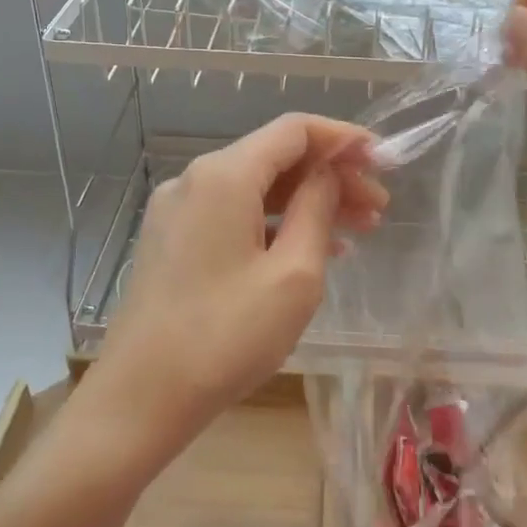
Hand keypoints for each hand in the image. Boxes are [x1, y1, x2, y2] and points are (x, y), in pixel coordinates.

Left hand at [80, 114, 385, 477]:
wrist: (141, 397)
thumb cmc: (226, 337)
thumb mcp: (294, 275)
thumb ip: (317, 210)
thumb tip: (328, 174)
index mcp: (223, 176)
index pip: (294, 130)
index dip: (343, 138)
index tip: (384, 160)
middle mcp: (194, 180)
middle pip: (274, 158)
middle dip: (331, 176)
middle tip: (378, 209)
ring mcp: (176, 211)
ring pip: (255, 188)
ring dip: (306, 202)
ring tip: (357, 231)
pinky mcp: (171, 241)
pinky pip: (232, 215)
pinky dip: (274, 223)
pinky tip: (309, 250)